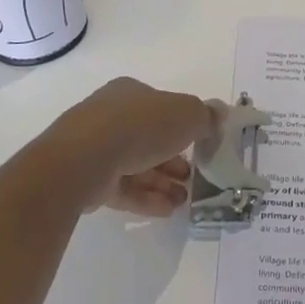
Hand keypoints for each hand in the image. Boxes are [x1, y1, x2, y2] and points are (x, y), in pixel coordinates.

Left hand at [42, 77, 215, 216]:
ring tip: (185, 200)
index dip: (183, 126)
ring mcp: (96, 148)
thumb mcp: (186, 114)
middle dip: (174, 158)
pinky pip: (123, 187)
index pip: (161, 107)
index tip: (201, 146)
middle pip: (150, 137)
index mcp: (131, 93)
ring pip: (137, 164)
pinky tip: (167, 211)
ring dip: (163, 181)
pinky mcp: (88, 179)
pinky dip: (146, 198)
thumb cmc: (139, 126)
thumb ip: (205, 115)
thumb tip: (220, 112)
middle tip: (194, 177)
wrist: (84, 159)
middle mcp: (111, 116)